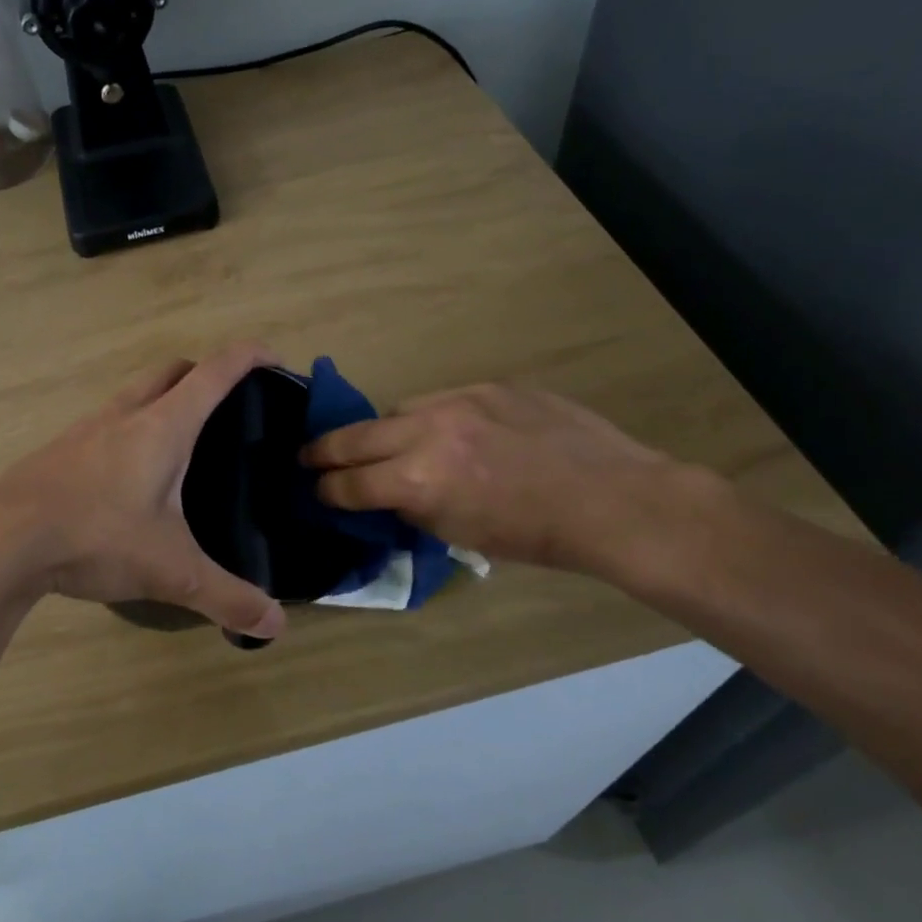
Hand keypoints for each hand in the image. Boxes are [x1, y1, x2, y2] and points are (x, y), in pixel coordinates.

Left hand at [0, 344, 287, 639]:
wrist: (0, 539)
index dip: (249, 356)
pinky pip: (106, 421)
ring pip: (135, 393)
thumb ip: (227, 596)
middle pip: (172, 370)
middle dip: (205, 373)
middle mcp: (125, 413)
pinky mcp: (60, 449)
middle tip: (228, 407)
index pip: (215, 371)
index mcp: (163, 426)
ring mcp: (86, 428)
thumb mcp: (170, 571)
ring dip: (162, 399)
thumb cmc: (95, 536)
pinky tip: (129, 476)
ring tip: (182, 444)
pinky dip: (130, 428)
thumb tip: (276, 626)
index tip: (274, 358)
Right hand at [301, 382, 687, 573]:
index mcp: (419, 480)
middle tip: (309, 456)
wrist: (612, 499)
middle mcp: (429, 431)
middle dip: (325, 450)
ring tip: (385, 444)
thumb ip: (412, 508)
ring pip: (397, 408)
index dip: (327, 491)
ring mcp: (460, 400)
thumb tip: (387, 495)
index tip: (317, 491)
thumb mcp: (460, 535)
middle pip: (356, 435)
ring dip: (382, 430)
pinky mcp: (489, 386)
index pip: (351, 482)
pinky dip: (429, 417)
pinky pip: (441, 398)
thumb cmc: (535, 536)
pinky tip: (445, 431)